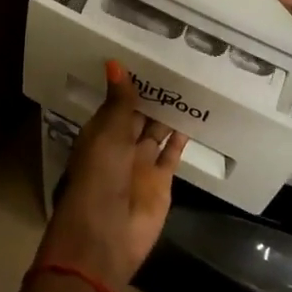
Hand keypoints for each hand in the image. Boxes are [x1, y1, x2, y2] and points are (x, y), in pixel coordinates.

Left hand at [36, 62, 186, 291]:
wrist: (106, 234)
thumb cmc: (98, 176)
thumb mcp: (107, 133)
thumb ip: (119, 100)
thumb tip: (115, 62)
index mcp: (100, 133)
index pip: (117, 103)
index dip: (130, 84)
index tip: (147, 57)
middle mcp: (121, 146)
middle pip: (139, 116)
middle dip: (153, 96)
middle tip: (175, 64)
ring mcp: (142, 164)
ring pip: (157, 132)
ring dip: (168, 114)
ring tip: (189, 85)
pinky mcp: (162, 180)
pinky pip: (173, 153)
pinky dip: (182, 138)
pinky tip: (193, 116)